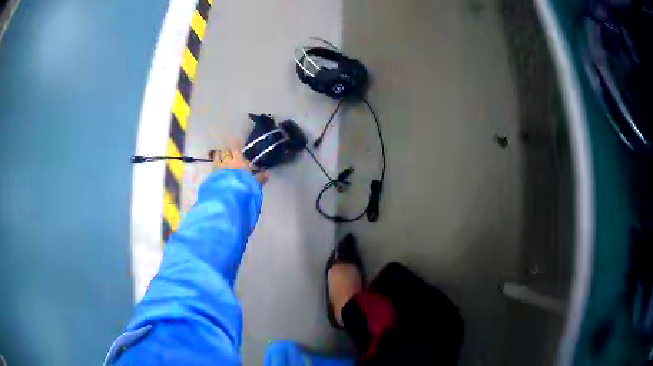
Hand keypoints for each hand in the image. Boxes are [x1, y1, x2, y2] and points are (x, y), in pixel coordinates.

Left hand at [212, 138, 267, 185]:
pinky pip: (213, 168)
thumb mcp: (255, 185)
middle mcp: (227, 162)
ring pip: (217, 158)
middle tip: (227, 149)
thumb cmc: (243, 190)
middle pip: (224, 151)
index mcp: (239, 161)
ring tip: (220, 157)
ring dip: (218, 156)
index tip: (233, 139)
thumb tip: (268, 173)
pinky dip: (215, 167)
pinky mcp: (211, 177)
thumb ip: (260, 178)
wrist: (226, 200)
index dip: (234, 143)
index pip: (235, 148)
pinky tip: (216, 170)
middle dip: (226, 149)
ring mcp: (217, 169)